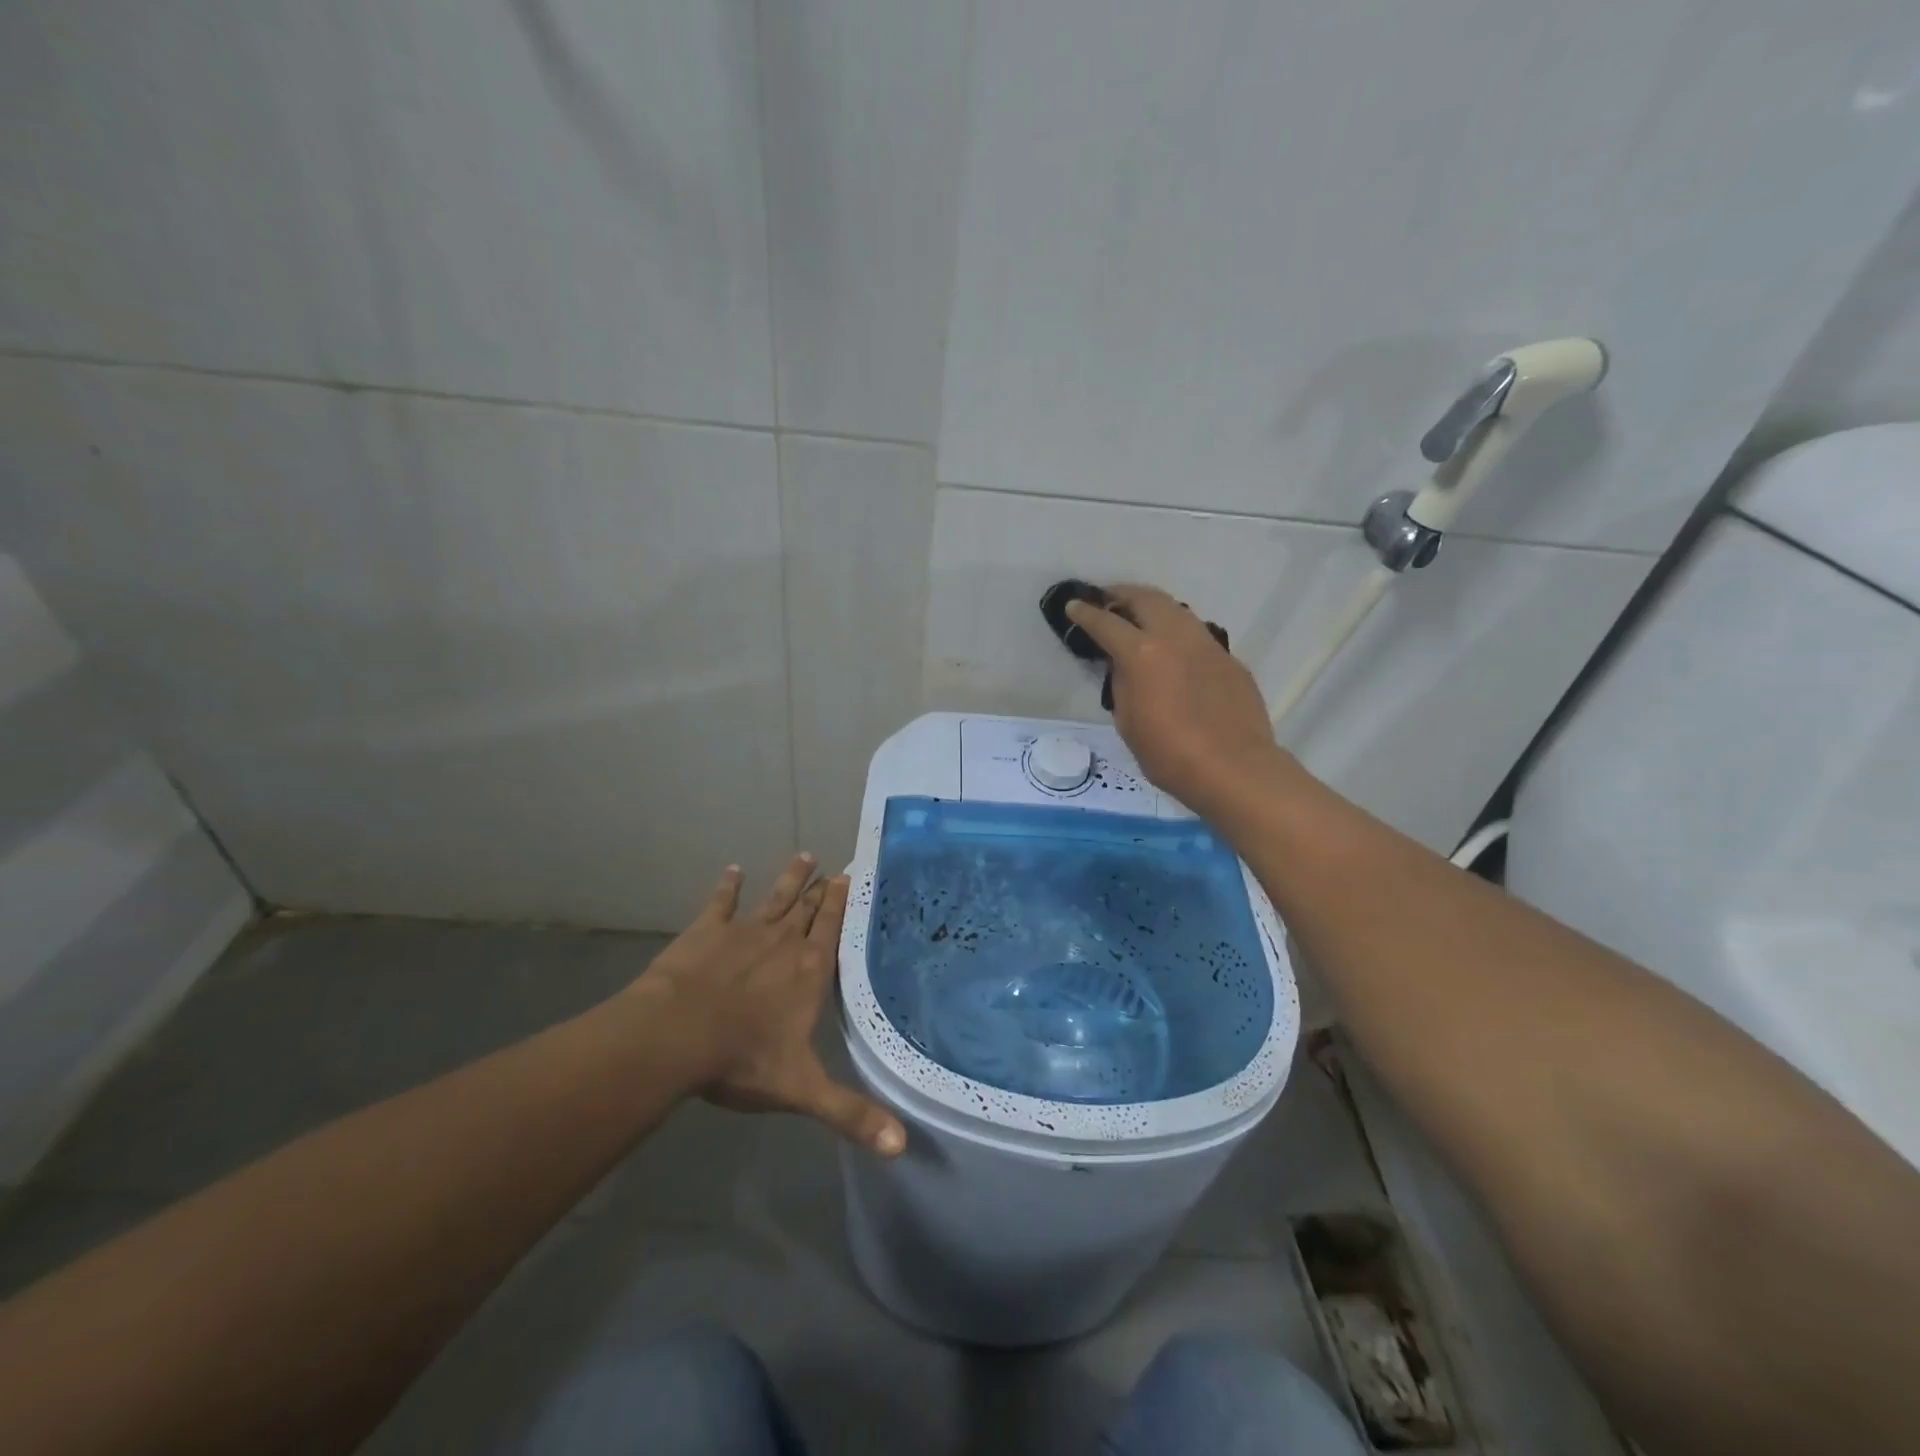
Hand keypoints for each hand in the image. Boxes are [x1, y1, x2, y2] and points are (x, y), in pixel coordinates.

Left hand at [637, 854, 905, 1156]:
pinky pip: (721, 902)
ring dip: (789, 878)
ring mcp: (744, 932)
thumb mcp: (802, 1090)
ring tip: (803, 856)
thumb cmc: (742, 1060)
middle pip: (806, 909)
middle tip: (832, 866)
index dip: (841, 904)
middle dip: (820, 889)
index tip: (850, 877)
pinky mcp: (706, 931)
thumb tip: (902, 1147)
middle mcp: (782, 942)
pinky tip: (733, 870)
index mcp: (808, 971)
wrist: (676, 1036)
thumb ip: (851, 1115)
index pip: (831, 930)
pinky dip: (728, 886)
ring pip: (774, 898)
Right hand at [1066, 584, 1292, 817]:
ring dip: (1153, 608)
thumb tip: (1125, 666)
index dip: (1085, 613)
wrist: (1234, 768)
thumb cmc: (1169, 754)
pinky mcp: (1229, 659)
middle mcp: (1175, 637)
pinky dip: (1178, 633)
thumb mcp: (1128, 721)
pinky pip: (1197, 635)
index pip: (1106, 623)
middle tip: (1107, 599)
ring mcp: (1207, 645)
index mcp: (1142, 653)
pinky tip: (1174, 651)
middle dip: (1122, 594)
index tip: (1074, 606)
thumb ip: (1122, 684)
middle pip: (1146, 599)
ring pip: (1176, 610)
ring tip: (1140, 617)